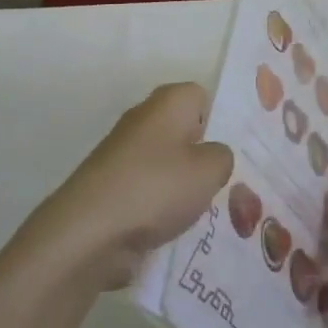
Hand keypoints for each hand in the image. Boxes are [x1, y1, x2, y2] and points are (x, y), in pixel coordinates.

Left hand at [34, 83, 233, 289]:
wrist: (90, 230)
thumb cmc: (156, 187)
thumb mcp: (209, 170)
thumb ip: (222, 157)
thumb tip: (213, 155)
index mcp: (169, 101)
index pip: (203, 97)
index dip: (221, 121)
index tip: (237, 151)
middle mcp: (145, 118)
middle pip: (185, 131)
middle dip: (204, 156)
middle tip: (230, 184)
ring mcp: (125, 152)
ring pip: (168, 163)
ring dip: (184, 186)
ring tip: (208, 212)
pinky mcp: (114, 184)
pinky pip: (150, 190)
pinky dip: (162, 207)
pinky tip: (178, 229)